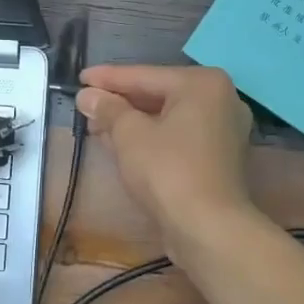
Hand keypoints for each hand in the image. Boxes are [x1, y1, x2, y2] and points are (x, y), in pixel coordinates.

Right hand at [74, 64, 258, 247]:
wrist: (208, 227)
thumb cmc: (168, 171)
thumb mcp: (129, 135)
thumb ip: (108, 109)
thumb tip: (88, 96)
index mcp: (203, 83)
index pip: (146, 75)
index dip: (108, 78)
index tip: (80, 78)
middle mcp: (221, 100)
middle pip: (159, 95)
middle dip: (120, 102)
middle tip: (86, 105)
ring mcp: (224, 131)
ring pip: (168, 118)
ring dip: (132, 123)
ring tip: (96, 126)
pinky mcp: (219, 159)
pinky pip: (179, 138)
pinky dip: (152, 139)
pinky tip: (122, 145)